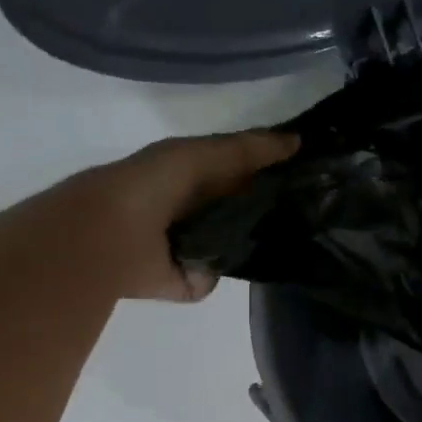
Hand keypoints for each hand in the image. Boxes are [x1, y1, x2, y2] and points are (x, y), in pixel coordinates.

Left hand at [71, 130, 298, 301]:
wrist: (109, 236)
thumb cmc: (154, 184)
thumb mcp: (203, 153)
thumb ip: (249, 148)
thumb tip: (298, 142)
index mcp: (191, 176)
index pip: (240, 171)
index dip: (272, 168)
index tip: (310, 170)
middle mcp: (192, 210)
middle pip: (242, 207)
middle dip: (273, 205)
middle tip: (312, 204)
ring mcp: (191, 247)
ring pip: (237, 242)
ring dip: (260, 239)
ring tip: (298, 233)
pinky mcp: (191, 280)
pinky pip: (223, 274)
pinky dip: (235, 270)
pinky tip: (262, 261)